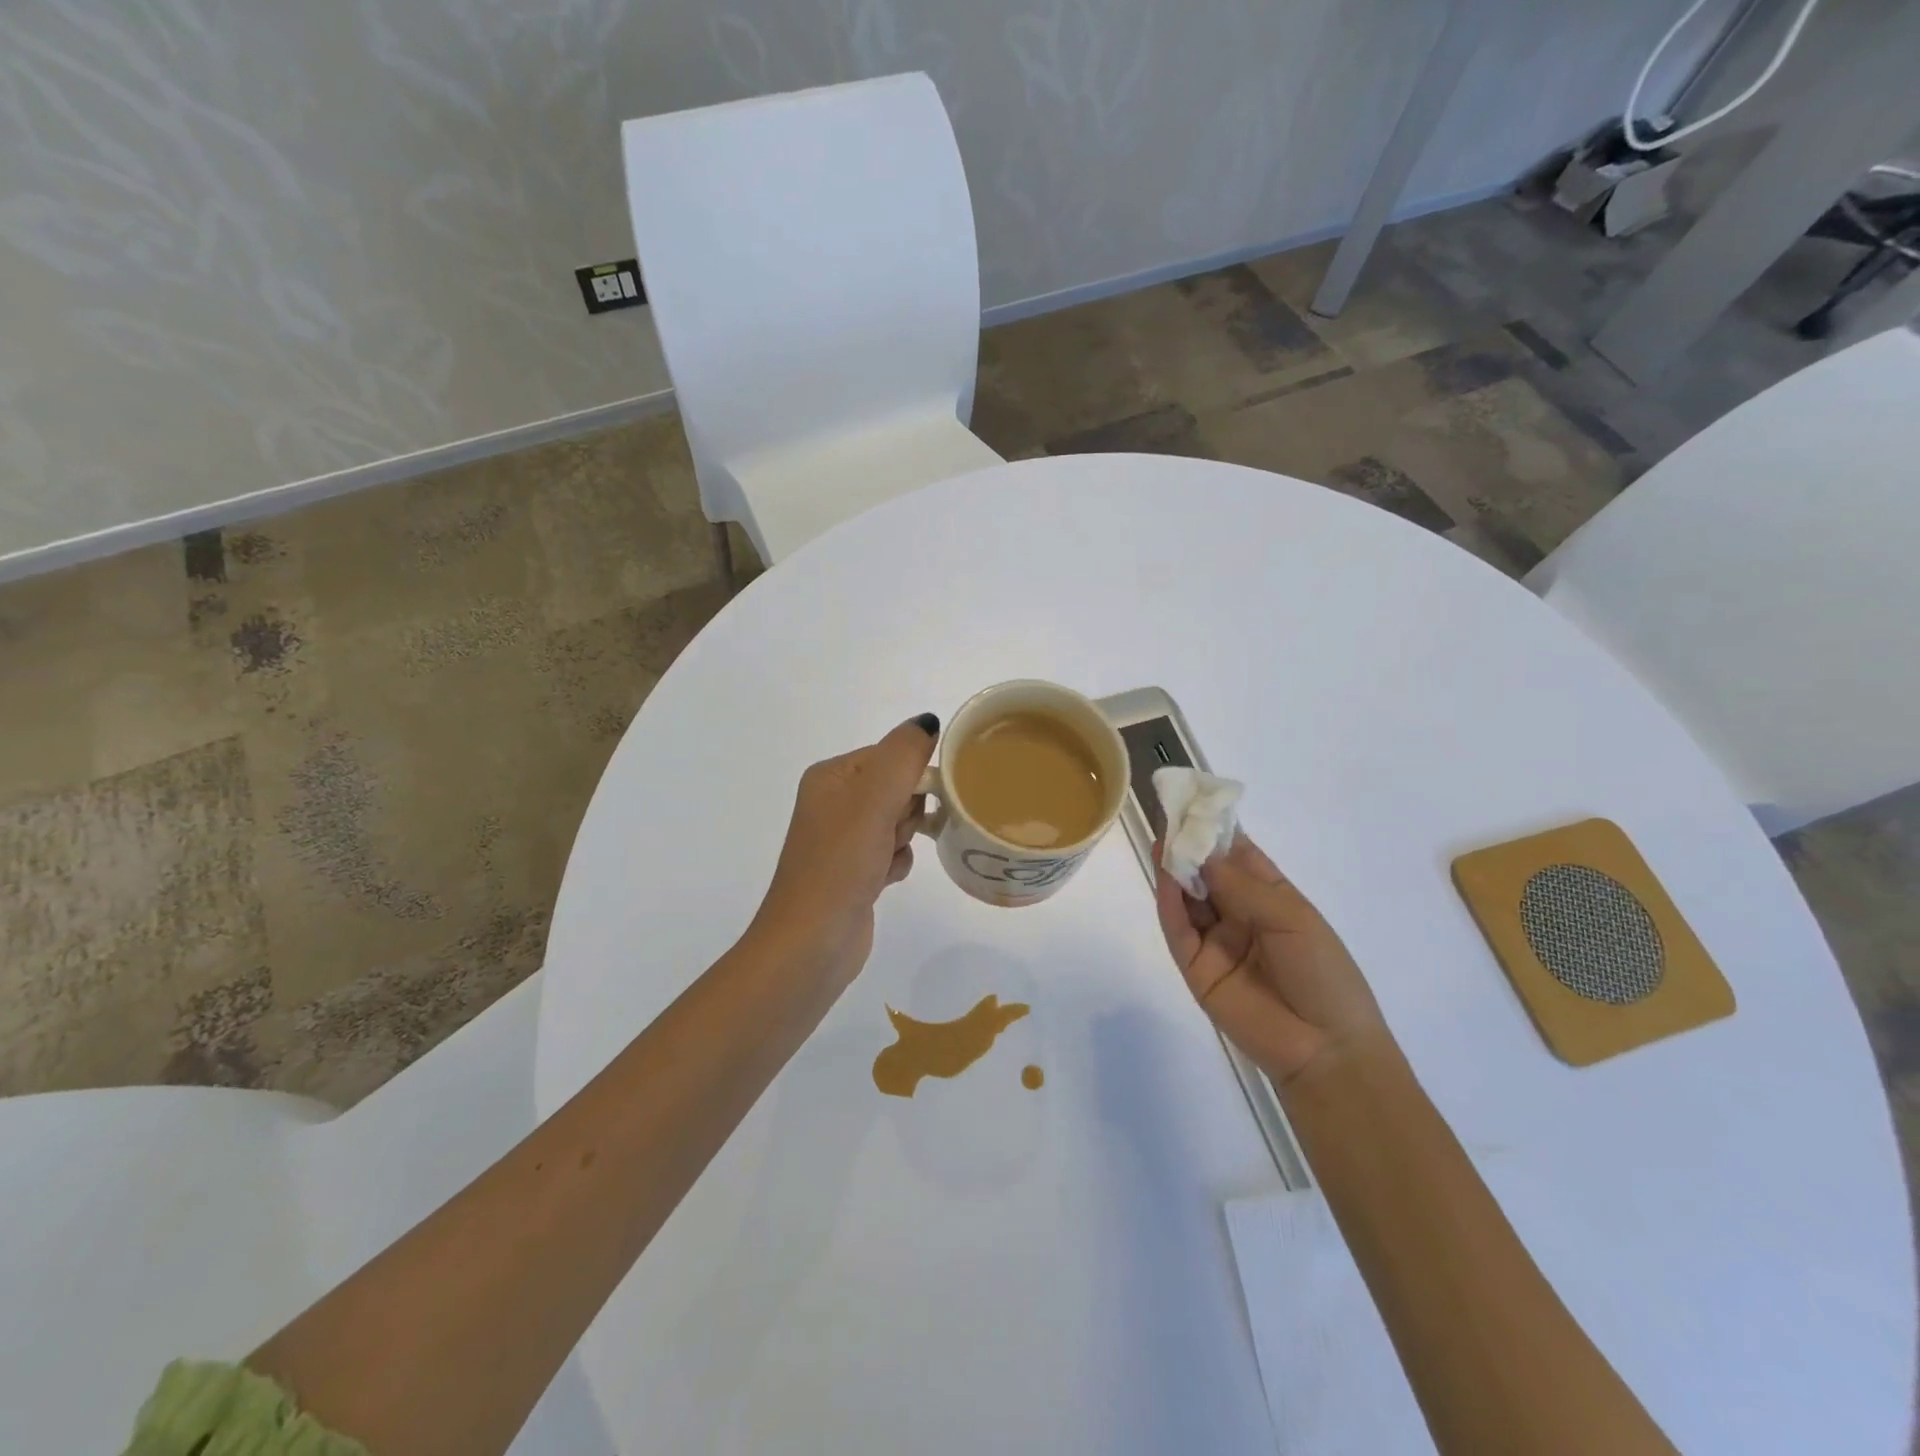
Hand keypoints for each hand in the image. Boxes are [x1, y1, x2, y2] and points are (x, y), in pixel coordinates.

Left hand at [749, 715, 938, 995]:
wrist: (811, 942)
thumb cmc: (840, 863)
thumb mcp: (874, 798)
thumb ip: (904, 754)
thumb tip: (928, 721)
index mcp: (831, 776)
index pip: (890, 755)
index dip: (912, 777)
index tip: (915, 802)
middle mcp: (833, 802)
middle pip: (898, 788)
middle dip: (907, 812)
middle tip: (890, 835)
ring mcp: (843, 839)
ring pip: (900, 822)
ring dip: (903, 841)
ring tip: (884, 861)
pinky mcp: (854, 871)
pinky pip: (893, 852)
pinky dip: (896, 864)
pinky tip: (884, 881)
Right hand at [1155, 832, 1392, 1089]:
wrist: (1325, 1049)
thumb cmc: (1324, 975)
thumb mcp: (1292, 920)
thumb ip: (1243, 886)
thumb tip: (1201, 852)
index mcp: (1272, 900)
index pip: (1239, 857)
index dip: (1218, 831)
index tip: (1196, 804)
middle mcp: (1240, 915)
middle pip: (1208, 874)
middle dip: (1191, 847)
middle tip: (1169, 817)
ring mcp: (1215, 941)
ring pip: (1188, 898)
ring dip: (1175, 871)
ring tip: (1162, 841)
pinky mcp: (1195, 967)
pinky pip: (1178, 929)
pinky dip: (1168, 903)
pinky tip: (1164, 878)